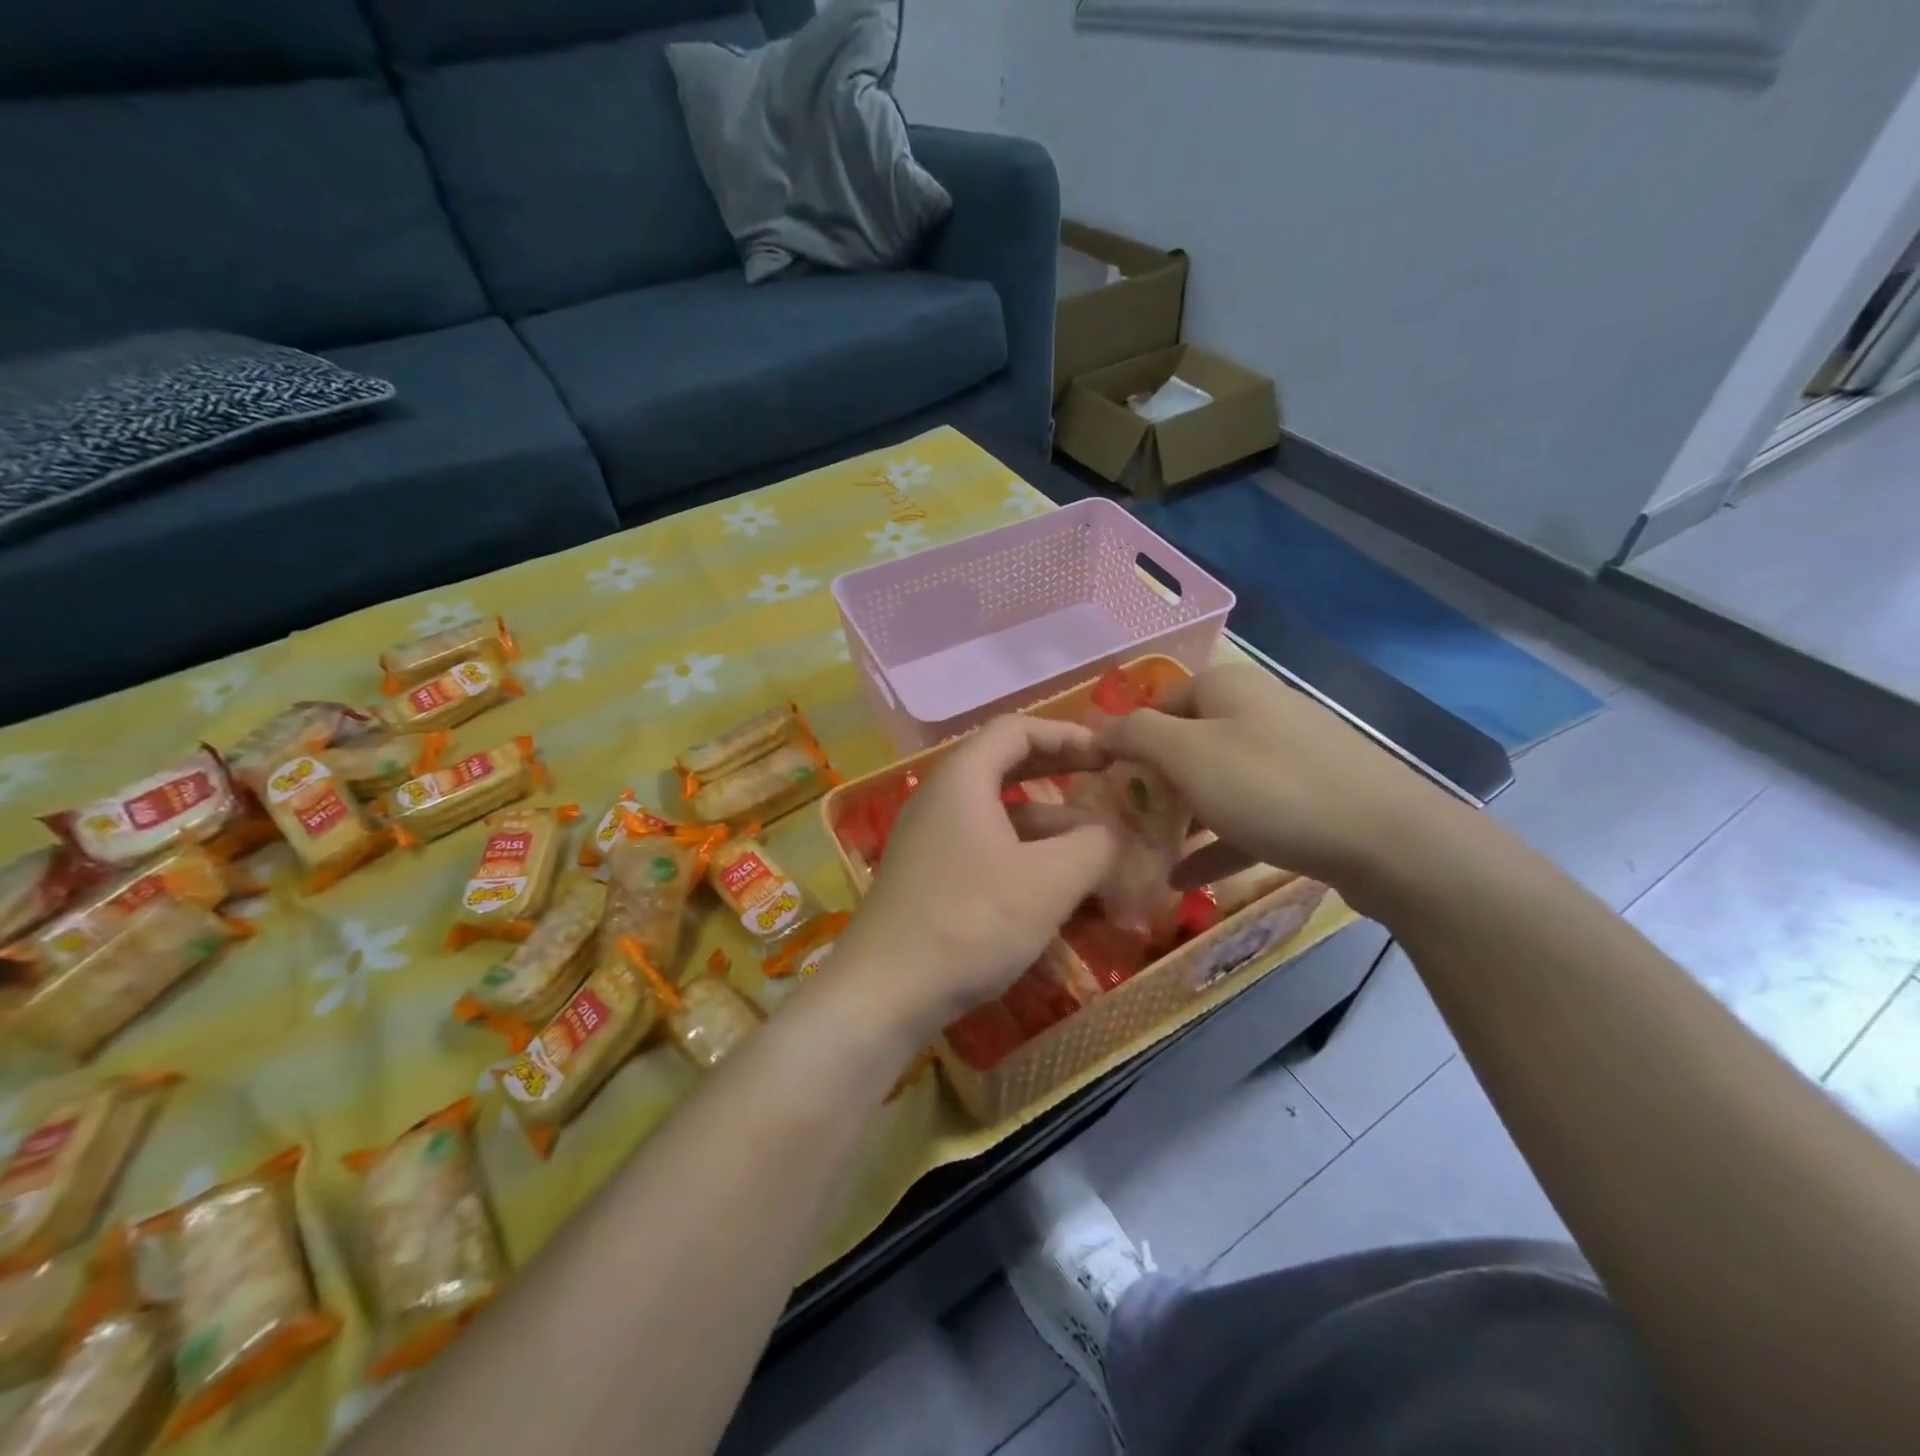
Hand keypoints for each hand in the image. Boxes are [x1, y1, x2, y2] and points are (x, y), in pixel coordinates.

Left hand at [833, 716, 1119, 1040]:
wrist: (883, 993)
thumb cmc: (970, 921)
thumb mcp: (1048, 881)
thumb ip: (1094, 845)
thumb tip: (1114, 831)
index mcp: (962, 778)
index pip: (1017, 729)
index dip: (1067, 734)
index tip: (1109, 754)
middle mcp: (940, 798)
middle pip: (1006, 766)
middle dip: (1059, 773)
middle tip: (1105, 784)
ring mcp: (930, 839)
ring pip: (999, 815)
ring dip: (1048, 825)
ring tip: (1097, 850)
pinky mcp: (929, 877)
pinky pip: (985, 849)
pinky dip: (1024, 856)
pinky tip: (1056, 889)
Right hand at [1096, 664, 1463, 901]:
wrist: (1389, 841)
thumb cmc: (1271, 787)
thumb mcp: (1187, 755)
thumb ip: (1135, 735)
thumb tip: (1096, 727)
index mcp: (1228, 688)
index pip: (1159, 702)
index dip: (1127, 737)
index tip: (1102, 778)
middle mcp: (1259, 711)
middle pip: (1189, 742)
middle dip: (1154, 781)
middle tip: (1124, 818)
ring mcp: (1289, 756)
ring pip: (1218, 782)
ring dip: (1183, 817)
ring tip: (1148, 851)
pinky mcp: (1311, 799)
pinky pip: (1249, 816)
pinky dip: (1217, 843)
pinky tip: (1185, 879)